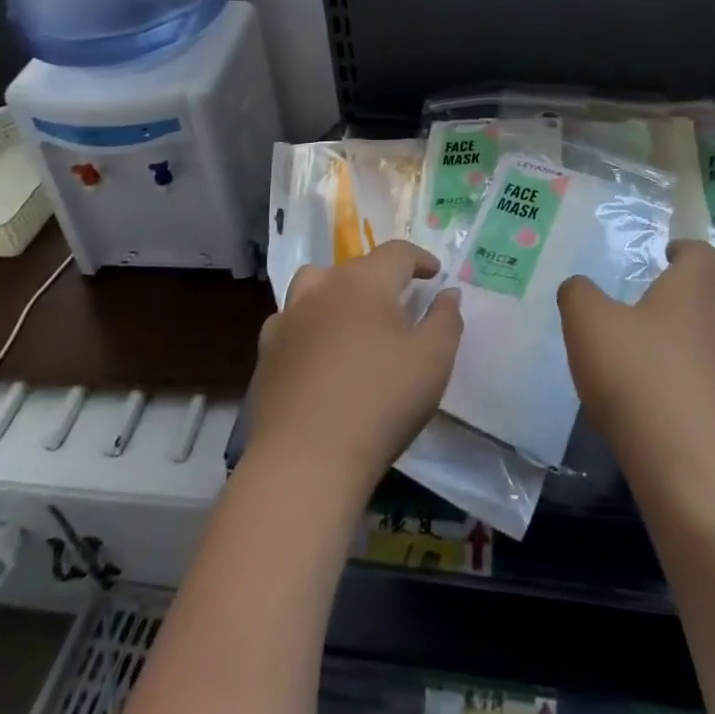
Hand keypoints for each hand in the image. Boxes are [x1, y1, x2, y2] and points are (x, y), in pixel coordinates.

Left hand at [249, 240, 462, 495]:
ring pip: (314, 286)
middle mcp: (322, 288)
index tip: (435, 274)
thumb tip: (448, 293)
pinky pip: (291, 323)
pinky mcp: (266, 354)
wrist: (305, 460)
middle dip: (381, 278)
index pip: (396, 253)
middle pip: (355, 267)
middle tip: (400, 303)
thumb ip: (446, 319)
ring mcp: (288, 319)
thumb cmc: (380, 402)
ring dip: (337, 293)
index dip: (420, 259)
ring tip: (353, 319)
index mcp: (364, 281)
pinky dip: (309, 326)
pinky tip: (318, 352)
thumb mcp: (433, 360)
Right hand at [559, 240, 714, 502]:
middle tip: (662, 311)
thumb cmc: (641, 382)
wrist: (701, 478)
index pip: (703, 253)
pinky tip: (679, 411)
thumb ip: (579, 295)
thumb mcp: (588, 326)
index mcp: (696, 291)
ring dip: (706, 346)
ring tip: (668, 363)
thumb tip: (580, 287)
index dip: (685, 251)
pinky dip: (711, 392)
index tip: (667, 256)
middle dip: (698, 298)